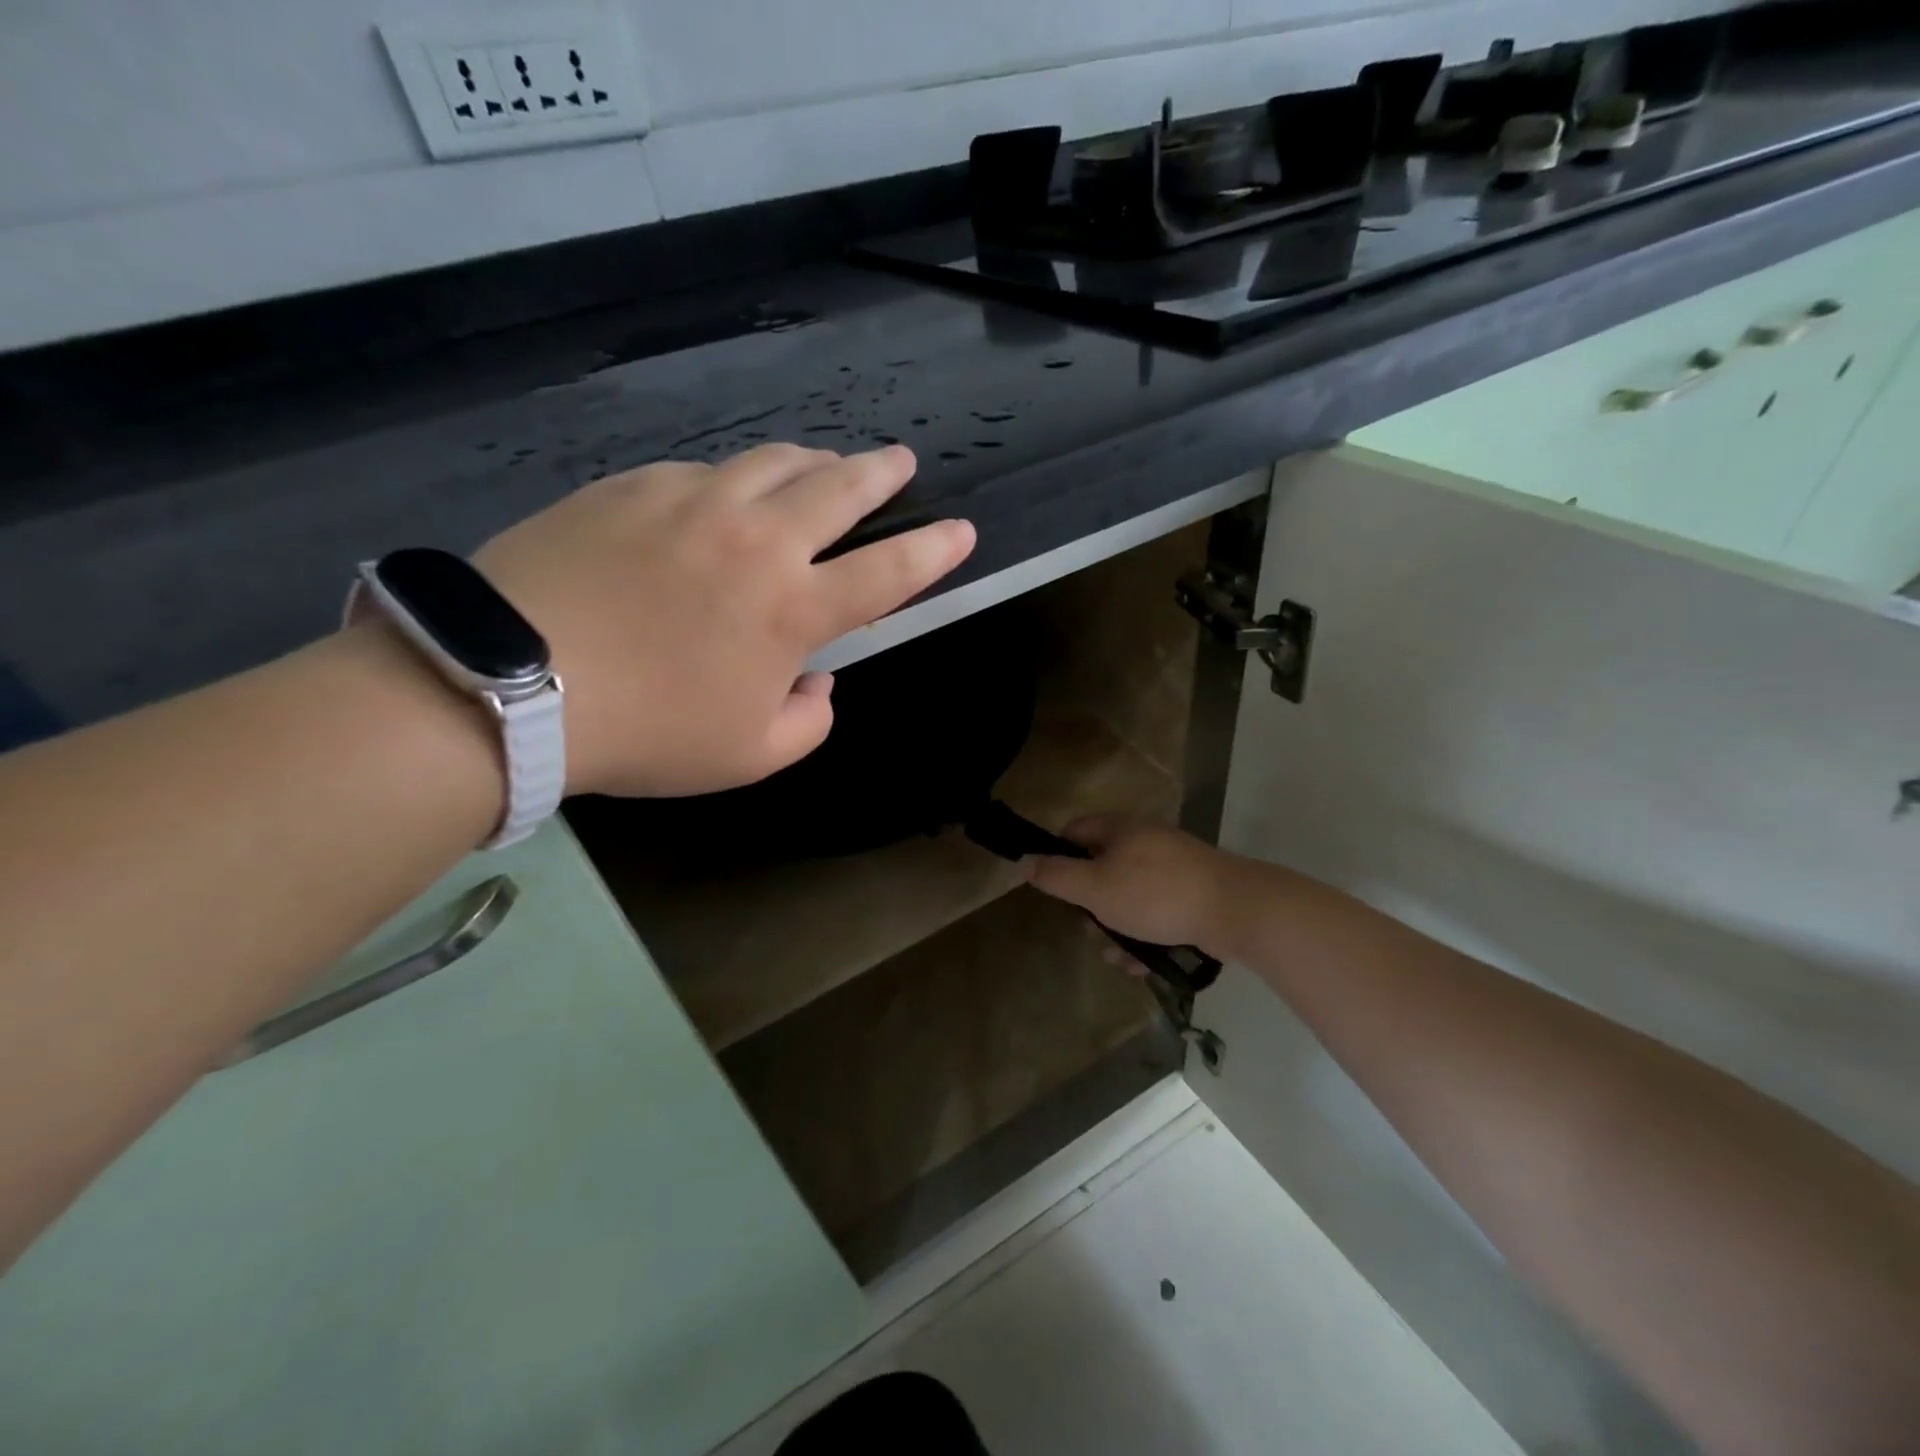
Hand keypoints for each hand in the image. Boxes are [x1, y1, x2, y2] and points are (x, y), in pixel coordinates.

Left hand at [475, 443, 973, 797]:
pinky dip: (732, 480)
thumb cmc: (646, 732)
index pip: (888, 572)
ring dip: (812, 462)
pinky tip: (723, 495)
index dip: (933, 551)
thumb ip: (807, 721)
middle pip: (838, 489)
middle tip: (899, 461)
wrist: (512, 683)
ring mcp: (693, 501)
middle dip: (880, 473)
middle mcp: (756, 540)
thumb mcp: (749, 756)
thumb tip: (817, 682)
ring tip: (823, 465)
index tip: (961, 530)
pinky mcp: (634, 486)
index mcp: (792, 609)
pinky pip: (703, 471)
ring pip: (774, 462)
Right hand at [1022, 816, 1243, 954]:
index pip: (1074, 831)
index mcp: (1120, 829)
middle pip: (1101, 867)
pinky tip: (1142, 963)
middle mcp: (1145, 841)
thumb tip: (1024, 861)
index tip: (1052, 887)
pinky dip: (1144, 935)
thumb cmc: (1155, 894)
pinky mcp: (1192, 894)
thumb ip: (1056, 876)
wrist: (1235, 910)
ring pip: (1128, 896)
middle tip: (1089, 927)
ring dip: (1116, 927)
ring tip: (1116, 956)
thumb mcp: (1095, 887)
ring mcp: (1172, 868)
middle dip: (1090, 903)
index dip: (1056, 855)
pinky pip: (1156, 912)